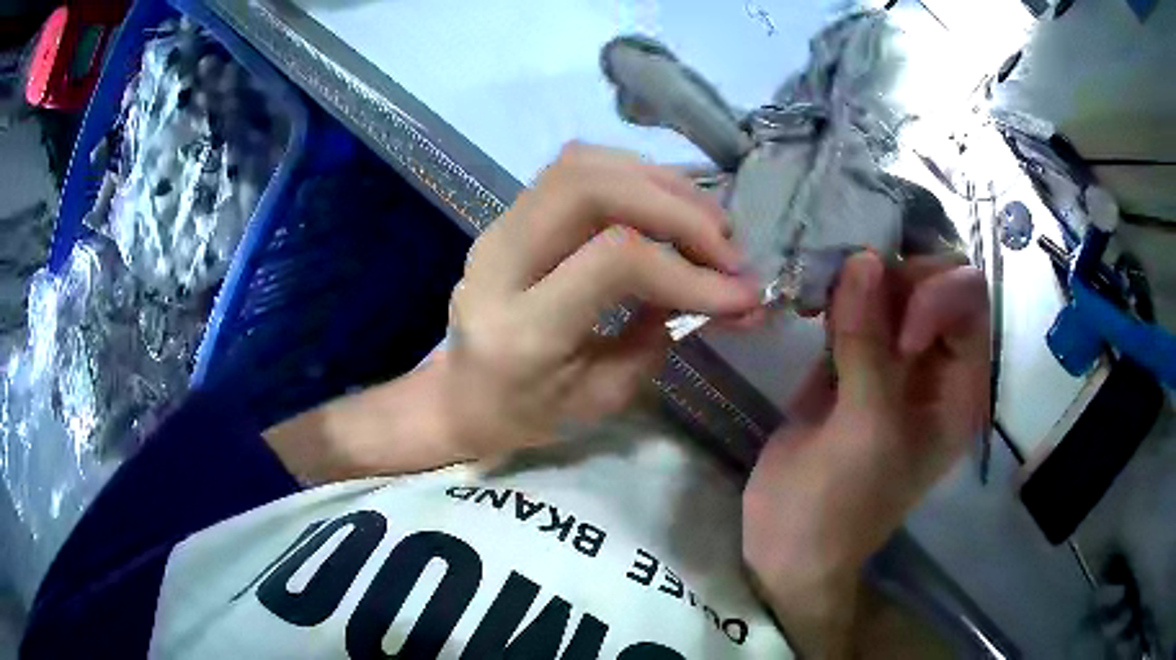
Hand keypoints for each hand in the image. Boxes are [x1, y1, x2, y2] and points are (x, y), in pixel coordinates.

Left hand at [443, 143, 758, 456]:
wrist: (458, 395)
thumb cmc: (525, 414)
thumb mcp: (600, 398)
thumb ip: (659, 335)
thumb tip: (721, 289)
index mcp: (521, 328)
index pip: (614, 261)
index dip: (689, 269)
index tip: (740, 293)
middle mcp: (501, 262)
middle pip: (590, 187)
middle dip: (675, 206)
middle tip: (725, 244)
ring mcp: (498, 228)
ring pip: (582, 165)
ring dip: (657, 183)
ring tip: (706, 222)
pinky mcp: (509, 215)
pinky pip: (575, 170)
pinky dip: (632, 178)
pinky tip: (665, 207)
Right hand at [742, 252, 988, 656]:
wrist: (787, 541)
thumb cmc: (841, 502)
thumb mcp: (866, 433)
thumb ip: (869, 346)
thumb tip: (863, 258)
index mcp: (959, 386)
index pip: (968, 301)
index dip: (935, 296)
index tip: (895, 335)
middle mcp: (934, 364)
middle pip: (931, 281)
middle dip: (894, 276)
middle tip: (849, 300)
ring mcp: (892, 361)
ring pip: (891, 287)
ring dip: (859, 281)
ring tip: (824, 305)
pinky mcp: (852, 363)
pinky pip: (854, 307)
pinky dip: (836, 296)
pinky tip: (812, 309)